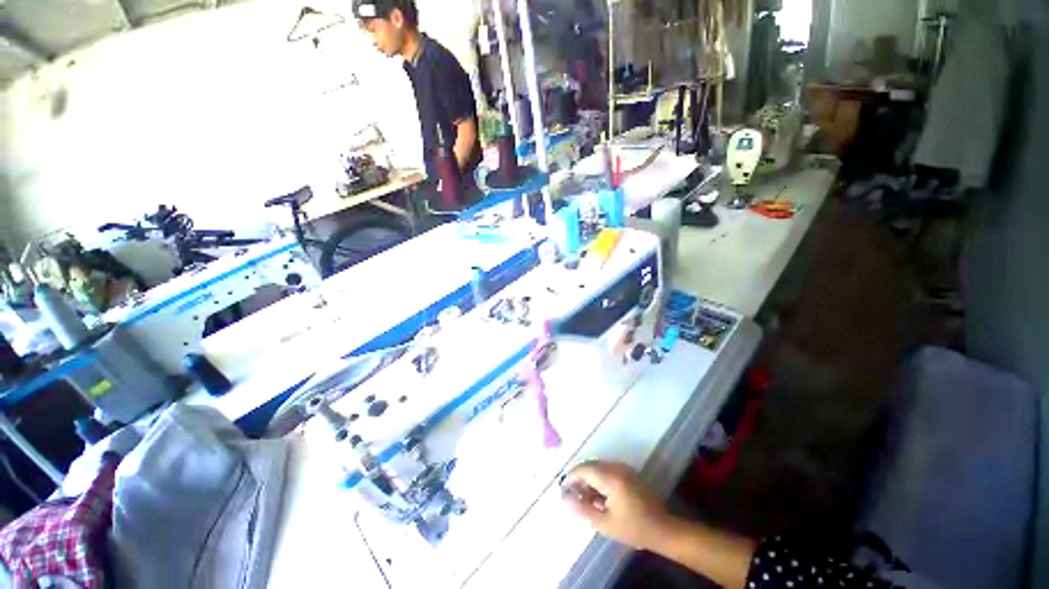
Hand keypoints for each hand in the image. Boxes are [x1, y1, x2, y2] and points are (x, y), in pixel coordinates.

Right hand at [562, 461, 670, 551]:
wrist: (662, 528)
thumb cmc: (633, 528)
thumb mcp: (605, 523)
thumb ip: (583, 509)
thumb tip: (564, 498)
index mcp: (610, 478)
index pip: (584, 469)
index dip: (571, 477)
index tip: (563, 489)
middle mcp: (616, 467)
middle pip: (590, 465)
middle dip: (579, 478)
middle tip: (573, 495)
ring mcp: (623, 468)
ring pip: (598, 467)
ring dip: (589, 478)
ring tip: (585, 498)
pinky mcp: (628, 471)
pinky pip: (607, 469)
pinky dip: (598, 479)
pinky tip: (599, 496)